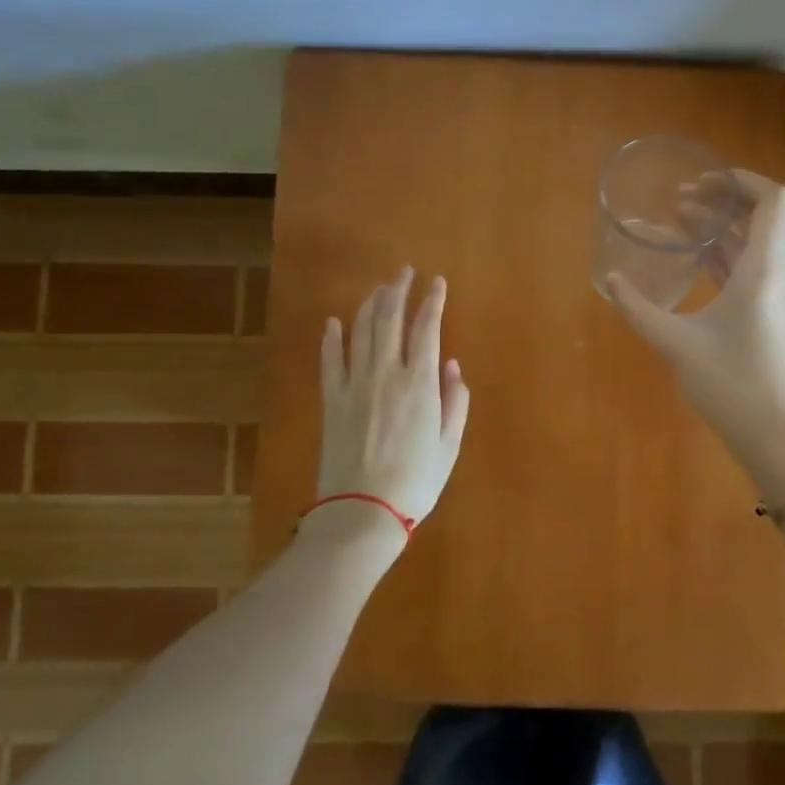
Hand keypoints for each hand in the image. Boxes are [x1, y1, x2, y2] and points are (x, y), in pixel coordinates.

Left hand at [315, 267, 470, 528]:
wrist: (362, 511)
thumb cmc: (415, 482)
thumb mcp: (449, 445)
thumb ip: (455, 401)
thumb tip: (451, 366)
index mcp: (420, 383)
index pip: (426, 327)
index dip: (432, 300)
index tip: (437, 282)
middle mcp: (386, 373)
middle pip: (389, 318)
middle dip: (398, 290)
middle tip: (404, 272)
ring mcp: (354, 383)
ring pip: (361, 331)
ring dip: (370, 304)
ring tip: (379, 288)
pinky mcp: (331, 399)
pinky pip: (330, 359)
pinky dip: (332, 337)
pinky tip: (333, 321)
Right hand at [607, 170, 784, 497]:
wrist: (778, 436)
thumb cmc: (731, 383)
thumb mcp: (676, 343)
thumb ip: (639, 309)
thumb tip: (611, 281)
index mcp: (764, 269)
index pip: (771, 200)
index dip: (741, 180)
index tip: (704, 180)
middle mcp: (781, 275)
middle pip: (761, 220)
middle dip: (721, 203)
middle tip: (679, 201)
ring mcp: (783, 298)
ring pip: (757, 247)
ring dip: (723, 231)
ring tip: (681, 225)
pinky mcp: (778, 318)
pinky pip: (756, 271)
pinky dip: (729, 258)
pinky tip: (699, 265)